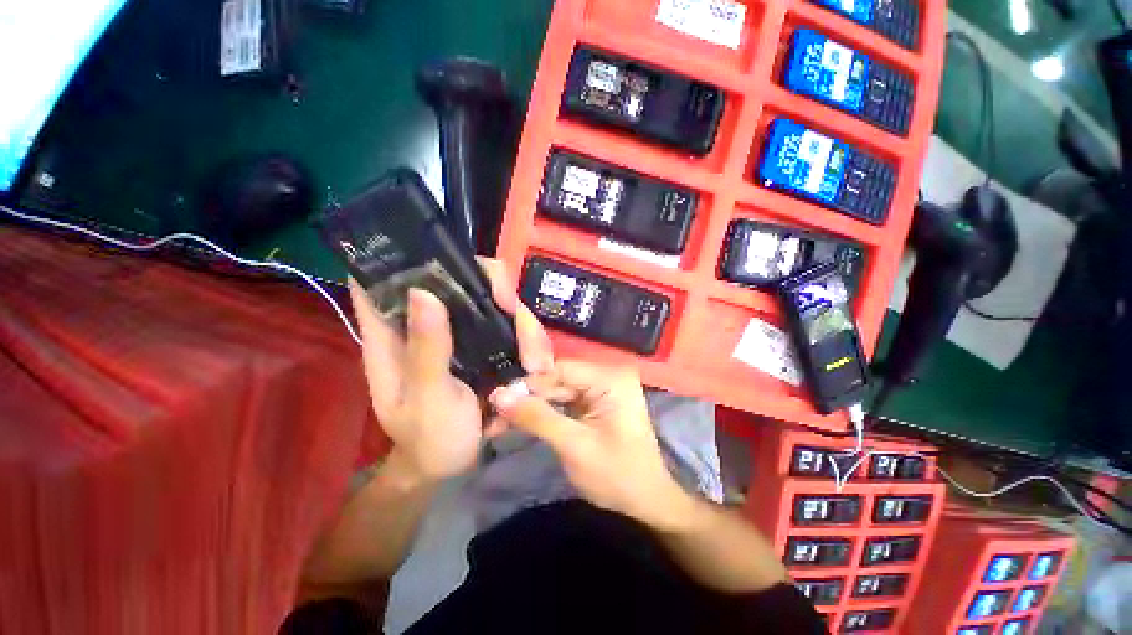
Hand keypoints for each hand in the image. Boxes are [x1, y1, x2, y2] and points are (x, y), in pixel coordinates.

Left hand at [349, 259, 553, 483]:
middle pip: (462, 278)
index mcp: (395, 334)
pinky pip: (514, 327)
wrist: (454, 464)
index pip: (385, 279)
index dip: (406, 255)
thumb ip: (426, 350)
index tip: (442, 253)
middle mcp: (431, 324)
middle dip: (495, 288)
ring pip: (497, 302)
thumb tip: (423, 292)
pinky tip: (539, 364)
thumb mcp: (426, 399)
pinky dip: (531, 340)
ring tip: (537, 363)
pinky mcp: (488, 344)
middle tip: (514, 312)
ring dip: (523, 325)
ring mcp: (463, 332)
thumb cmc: (429, 438)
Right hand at [489, 361, 694, 530]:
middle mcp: (607, 375)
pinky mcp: (597, 402)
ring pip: (558, 391)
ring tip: (501, 422)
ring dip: (533, 407)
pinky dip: (546, 413)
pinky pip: (566, 401)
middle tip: (494, 415)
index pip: (560, 369)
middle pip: (558, 379)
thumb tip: (499, 395)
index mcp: (610, 378)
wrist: (648, 503)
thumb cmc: (617, 476)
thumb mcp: (573, 446)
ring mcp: (603, 389)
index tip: (497, 400)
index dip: (528, 384)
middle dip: (527, 398)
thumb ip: (537, 417)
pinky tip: (523, 421)